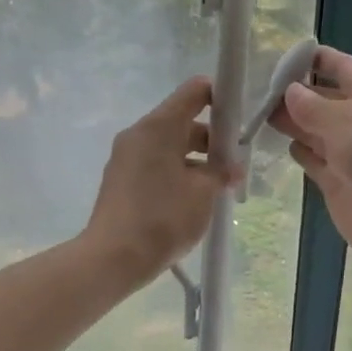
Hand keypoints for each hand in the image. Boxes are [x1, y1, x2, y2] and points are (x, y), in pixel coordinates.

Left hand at [83, 76, 236, 287]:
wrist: (112, 258)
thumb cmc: (163, 217)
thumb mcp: (204, 192)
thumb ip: (221, 171)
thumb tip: (232, 167)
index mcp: (158, 127)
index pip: (194, 92)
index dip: (220, 98)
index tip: (239, 121)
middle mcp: (139, 134)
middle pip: (182, 121)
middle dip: (212, 139)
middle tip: (234, 165)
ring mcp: (126, 157)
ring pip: (170, 146)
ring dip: (196, 159)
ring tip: (218, 187)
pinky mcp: (121, 180)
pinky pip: (156, 164)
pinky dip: (178, 172)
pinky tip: (194, 199)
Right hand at [269, 46, 351, 268]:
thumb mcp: (347, 119)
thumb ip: (314, 106)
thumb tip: (290, 91)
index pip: (342, 68)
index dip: (315, 59)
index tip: (282, 56)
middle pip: (324, 100)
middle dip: (295, 92)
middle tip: (256, 88)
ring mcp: (348, 154)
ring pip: (314, 130)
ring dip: (291, 121)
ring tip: (256, 111)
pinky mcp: (337, 184)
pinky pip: (313, 160)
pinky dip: (299, 151)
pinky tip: (279, 143)